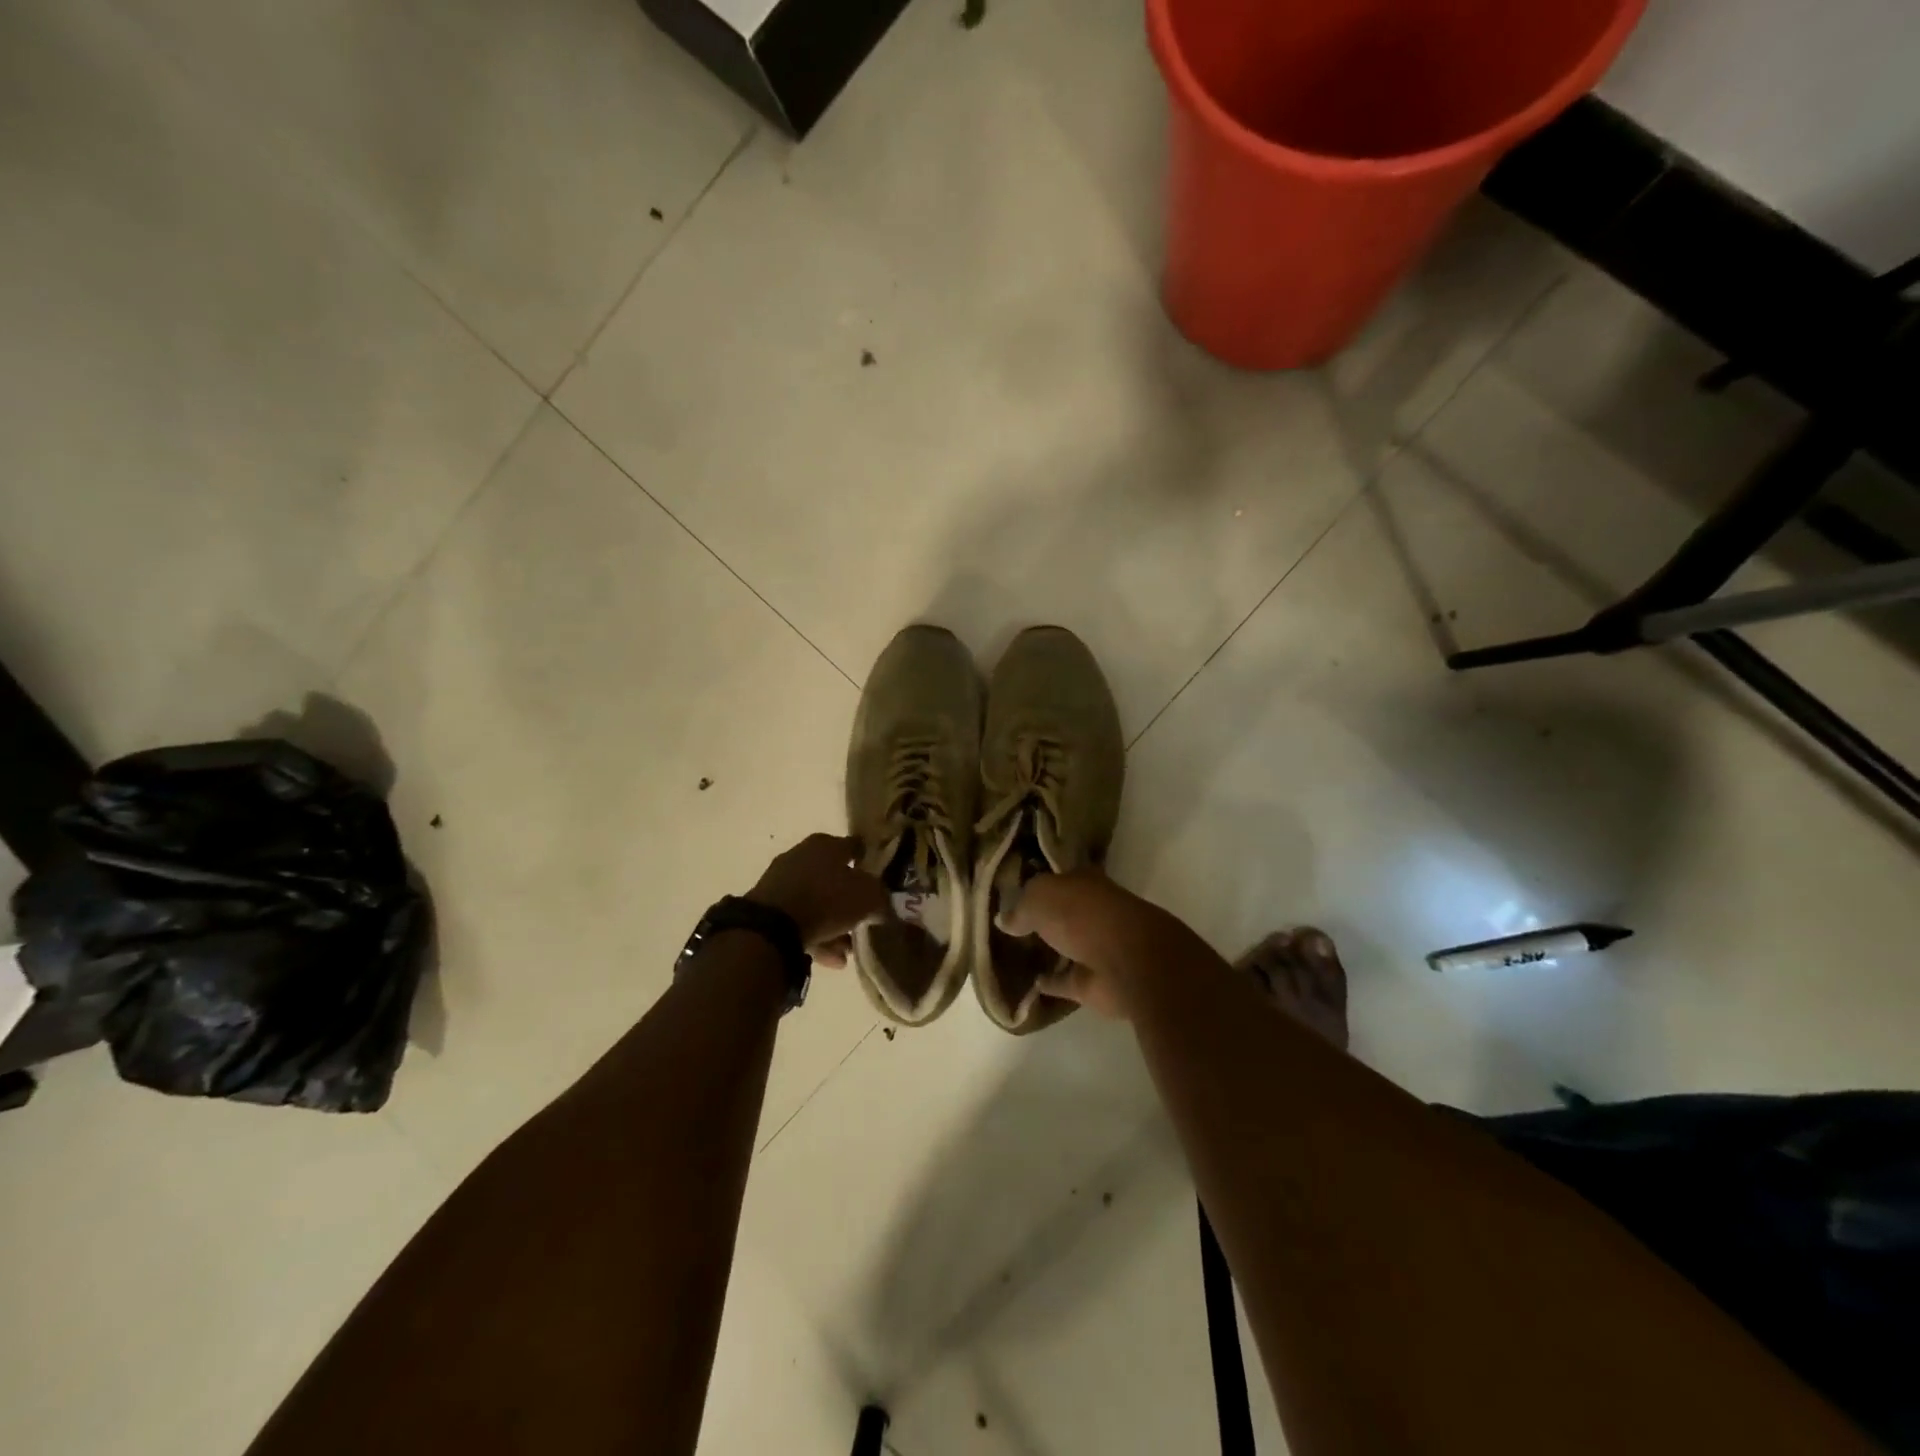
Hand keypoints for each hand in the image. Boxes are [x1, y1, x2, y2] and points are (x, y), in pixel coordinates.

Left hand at [747, 833, 888, 967]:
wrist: (772, 926)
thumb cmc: (827, 899)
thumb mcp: (868, 897)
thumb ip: (881, 899)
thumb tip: (884, 905)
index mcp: (826, 844)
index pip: (854, 847)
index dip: (869, 861)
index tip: (882, 878)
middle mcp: (802, 856)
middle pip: (834, 878)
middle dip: (850, 901)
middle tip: (864, 922)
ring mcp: (782, 881)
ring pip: (816, 902)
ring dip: (834, 925)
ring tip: (847, 951)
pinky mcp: (768, 908)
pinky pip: (799, 921)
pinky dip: (816, 937)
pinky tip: (831, 959)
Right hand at [999, 869, 1160, 1018]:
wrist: (1126, 962)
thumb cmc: (1083, 915)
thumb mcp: (1040, 898)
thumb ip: (1020, 907)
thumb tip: (1005, 921)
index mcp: (1084, 883)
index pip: (1058, 878)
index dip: (1038, 883)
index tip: (1014, 890)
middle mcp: (1092, 912)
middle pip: (1062, 912)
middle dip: (1042, 917)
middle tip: (1009, 924)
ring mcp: (1095, 948)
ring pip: (1065, 946)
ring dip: (1047, 950)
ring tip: (1014, 953)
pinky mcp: (1093, 983)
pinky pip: (1064, 981)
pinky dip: (1050, 982)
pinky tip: (1028, 984)